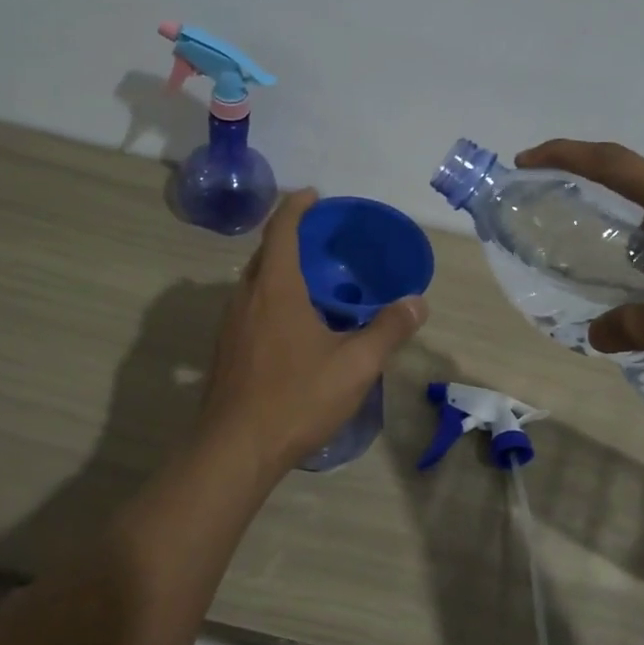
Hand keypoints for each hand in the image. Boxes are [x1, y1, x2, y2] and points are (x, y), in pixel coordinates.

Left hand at [200, 190, 428, 476]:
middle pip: (265, 253)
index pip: (281, 229)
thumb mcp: (355, 365)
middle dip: (291, 238)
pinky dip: (272, 299)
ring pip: (255, 283)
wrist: (235, 449)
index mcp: (275, 288)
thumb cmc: (297, 398)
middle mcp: (246, 297)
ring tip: (313, 283)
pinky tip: (295, 327)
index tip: (314, 195)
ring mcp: (230, 325)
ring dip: (280, 272)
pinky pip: (250, 308)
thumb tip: (417, 303)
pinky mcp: (226, 351)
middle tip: (323, 242)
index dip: (297, 206)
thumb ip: (388, 330)